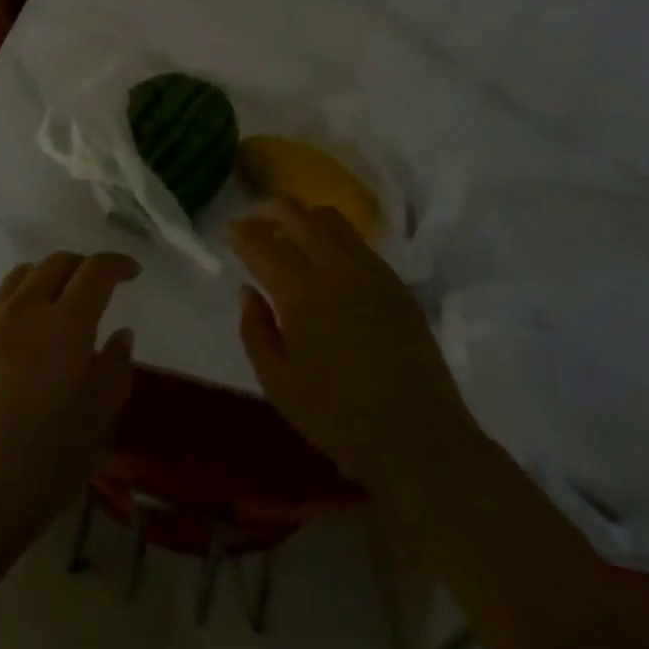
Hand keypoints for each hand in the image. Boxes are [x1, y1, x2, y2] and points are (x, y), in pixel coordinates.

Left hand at [0, 252, 138, 570]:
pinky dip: (21, 301)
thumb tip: (120, 334)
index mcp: (66, 323)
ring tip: (59, 301)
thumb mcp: (98, 422)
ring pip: (22, 276)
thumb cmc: (43, 463)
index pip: (95, 271)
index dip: (117, 264)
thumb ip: (115, 369)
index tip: (132, 272)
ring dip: (48, 276)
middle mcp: (25, 309)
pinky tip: (25, 335)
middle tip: (98, 284)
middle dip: (82, 265)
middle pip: (55, 263)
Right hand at [231, 198, 479, 490]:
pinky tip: (324, 256)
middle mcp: (336, 269)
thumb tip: (248, 290)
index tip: (229, 231)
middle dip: (267, 210)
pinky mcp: (396, 283)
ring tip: (287, 231)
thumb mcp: (278, 384)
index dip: (241, 233)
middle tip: (252, 220)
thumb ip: (255, 330)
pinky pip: (357, 241)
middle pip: (297, 215)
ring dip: (302, 216)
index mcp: (302, 295)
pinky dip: (330, 235)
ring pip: (331, 219)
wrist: (420, 439)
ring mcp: (371, 271)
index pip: (262, 244)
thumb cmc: (339, 419)